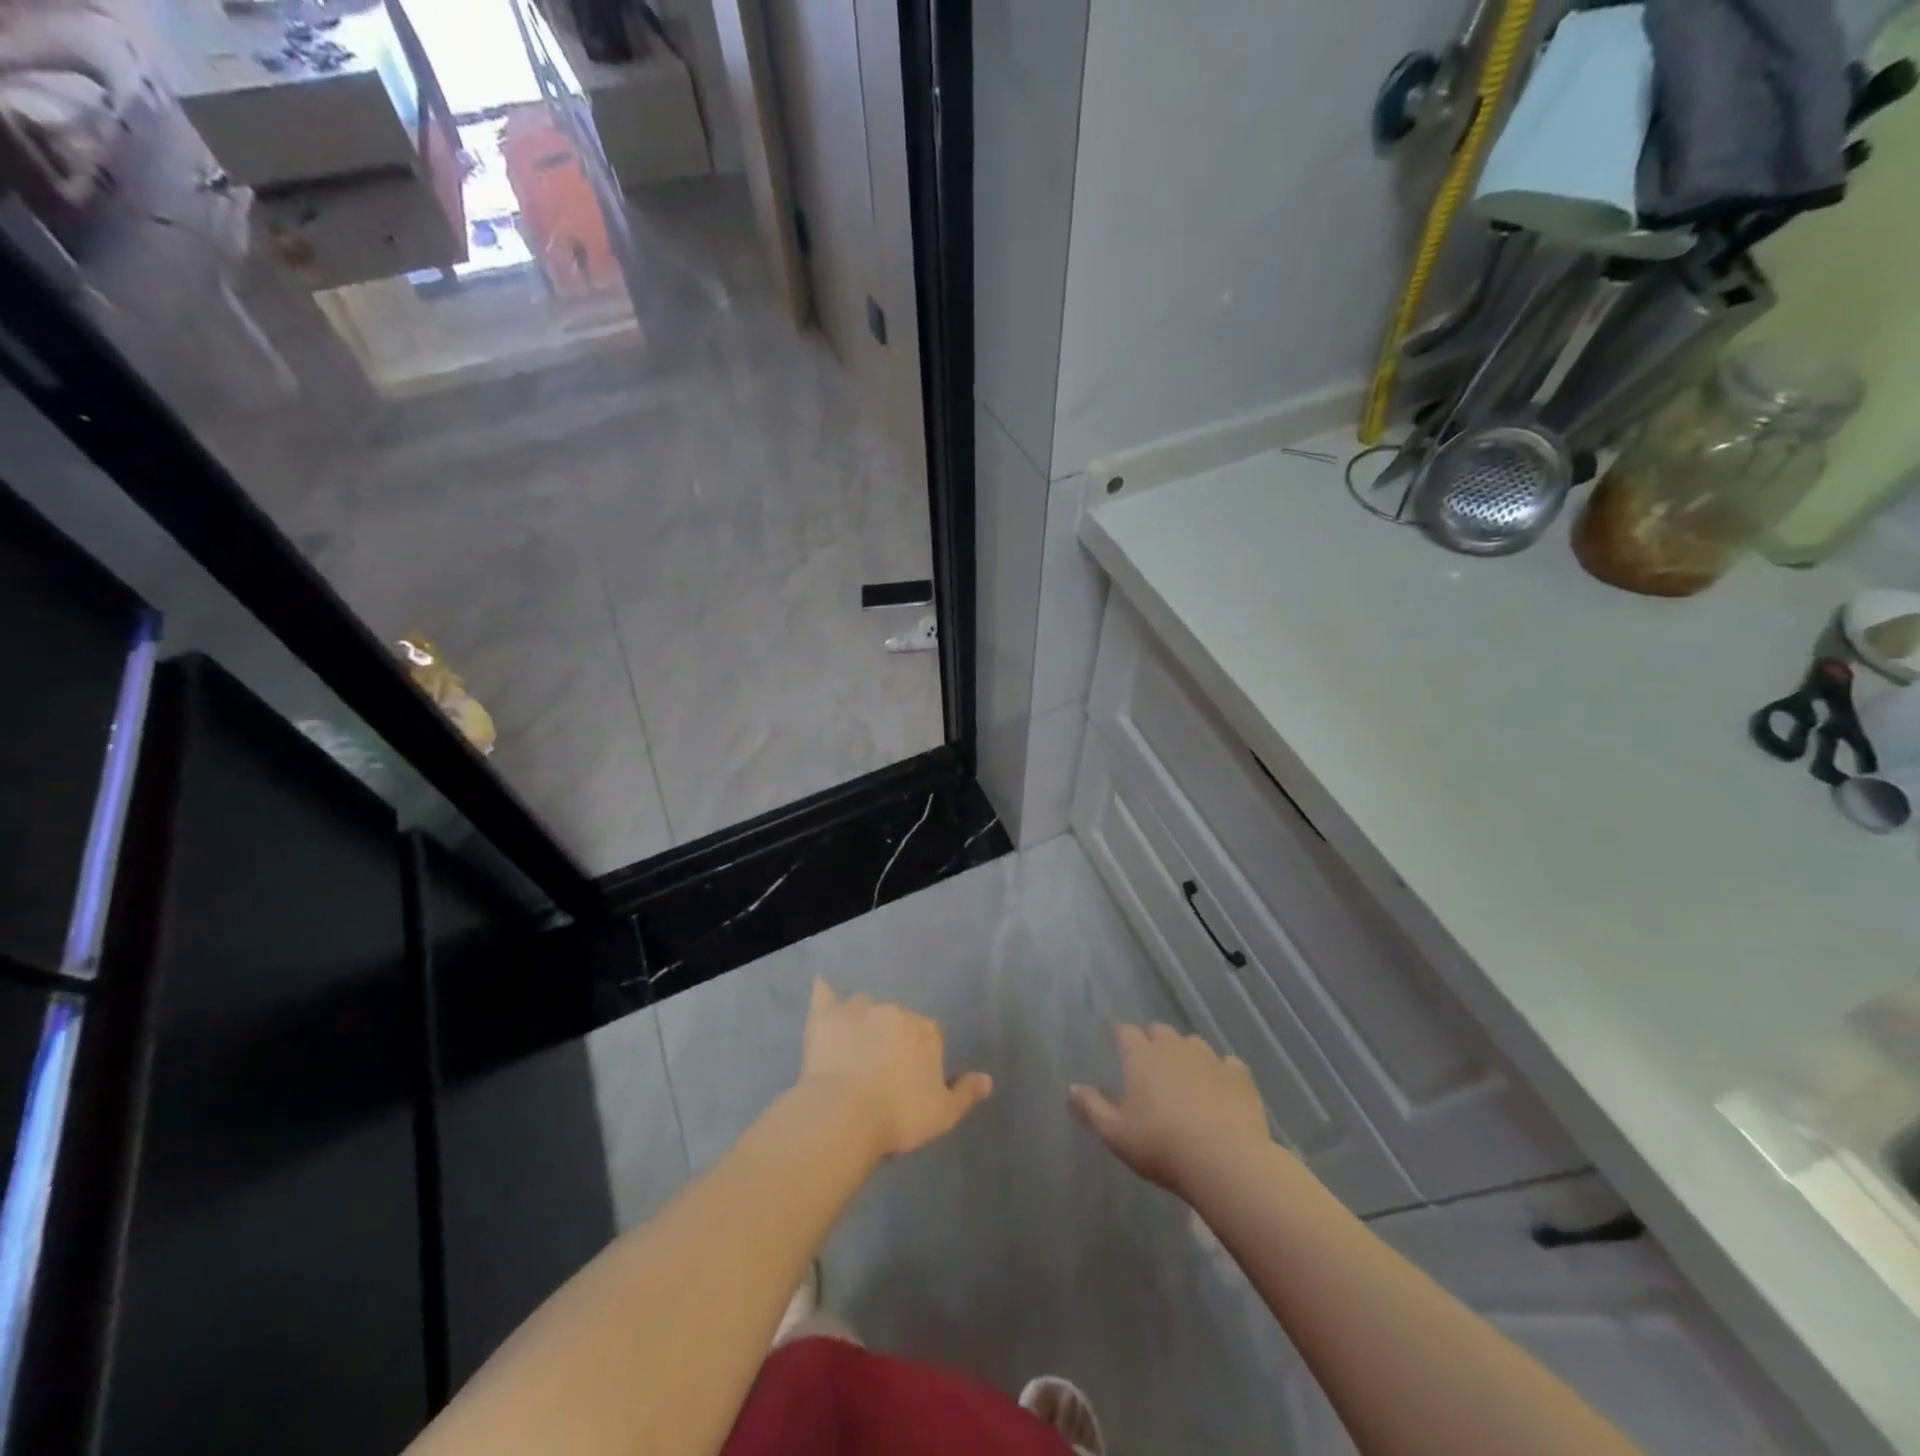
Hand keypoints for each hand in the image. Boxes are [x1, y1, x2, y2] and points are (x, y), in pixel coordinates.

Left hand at [798, 978, 992, 1158]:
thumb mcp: (943, 1114)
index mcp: (925, 1031)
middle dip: (891, 1037)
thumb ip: (965, 1093)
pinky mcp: (825, 1017)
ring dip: (862, 1020)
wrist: (844, 1116)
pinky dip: (825, 991)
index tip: (910, 1081)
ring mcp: (858, 1010)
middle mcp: (895, 1011)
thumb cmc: (898, 1117)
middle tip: (880, 1070)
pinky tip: (823, 986)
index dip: (920, 1057)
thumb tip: (987, 1078)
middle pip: (896, 1019)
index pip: (929, 1036)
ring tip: (852, 1047)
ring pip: (864, 1007)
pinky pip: (825, 994)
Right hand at [1070, 1023, 1270, 1195]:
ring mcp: (1209, 1058)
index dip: (1120, 1035)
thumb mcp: (1115, 1133)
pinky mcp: (1239, 1075)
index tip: (1117, 1044)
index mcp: (1141, 1056)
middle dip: (1153, 1041)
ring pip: (1193, 1043)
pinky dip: (1221, 1071)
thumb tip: (1072, 1087)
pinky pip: (1227, 1063)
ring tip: (1185, 1075)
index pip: (1125, 1031)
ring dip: (1186, 1053)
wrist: (1226, 1161)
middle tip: (1150, 1064)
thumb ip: (1091, 1107)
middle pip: (1160, 1031)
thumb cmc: (1161, 1146)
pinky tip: (1220, 1088)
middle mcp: (1174, 1047)